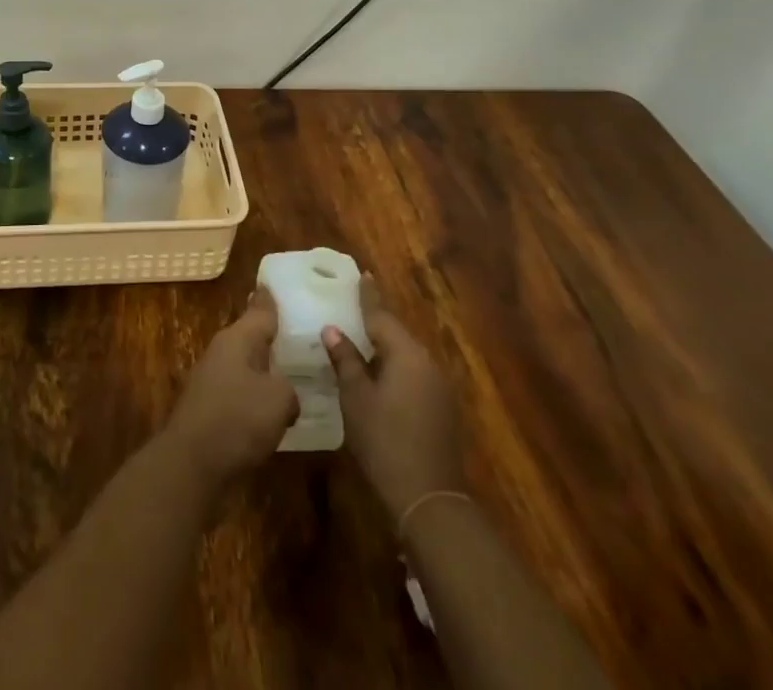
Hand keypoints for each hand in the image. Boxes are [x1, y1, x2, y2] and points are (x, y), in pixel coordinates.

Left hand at [164, 289, 300, 487]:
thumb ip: (288, 389)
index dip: (270, 299)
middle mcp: (222, 352)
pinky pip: (240, 393)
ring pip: (245, 365)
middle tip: (297, 331)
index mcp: (237, 339)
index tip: (276, 283)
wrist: (192, 463)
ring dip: (264, 368)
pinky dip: (256, 396)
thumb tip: (284, 395)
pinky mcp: (210, 409)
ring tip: (292, 371)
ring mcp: (212, 380)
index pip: (259, 310)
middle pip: (250, 337)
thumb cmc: (237, 419)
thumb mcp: (278, 399)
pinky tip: (273, 409)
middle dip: (270, 335)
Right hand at [322, 276, 463, 521]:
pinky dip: (393, 366)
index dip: (368, 295)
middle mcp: (427, 363)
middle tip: (353, 303)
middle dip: (375, 320)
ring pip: (405, 355)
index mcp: (407, 354)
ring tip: (359, 335)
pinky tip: (376, 372)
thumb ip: (345, 360)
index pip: (381, 316)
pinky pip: (412, 373)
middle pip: (396, 333)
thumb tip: (333, 329)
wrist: (429, 500)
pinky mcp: (440, 409)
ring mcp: (438, 387)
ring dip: (383, 346)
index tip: (362, 273)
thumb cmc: (385, 441)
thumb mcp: (356, 398)